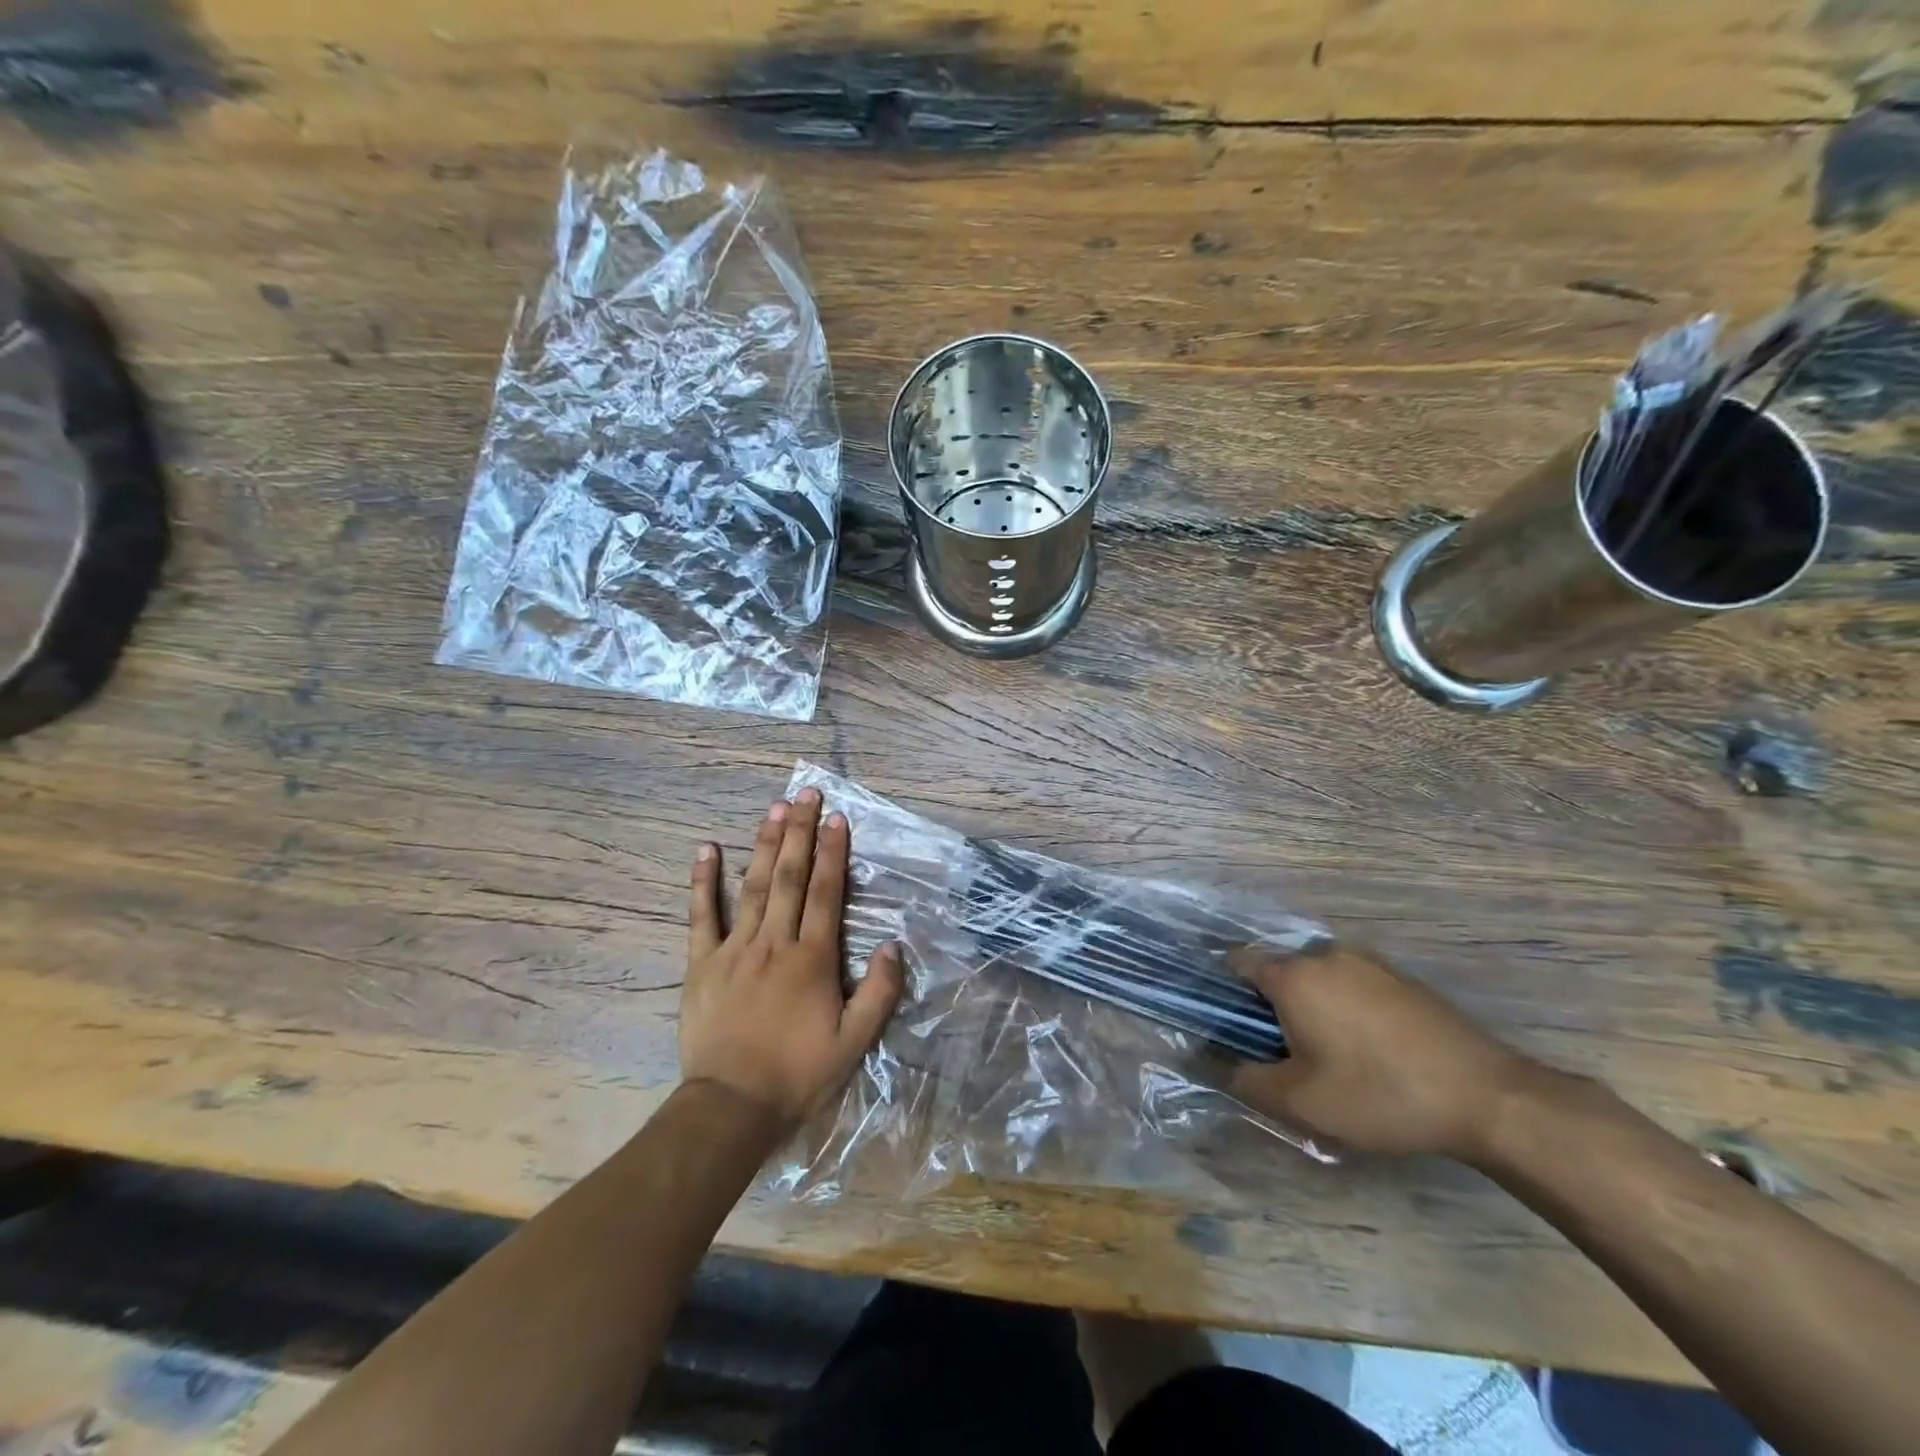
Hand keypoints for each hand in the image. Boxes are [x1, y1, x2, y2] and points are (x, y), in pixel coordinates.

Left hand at [679, 789, 904, 1130]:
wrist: (732, 1107)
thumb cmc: (798, 1074)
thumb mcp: (855, 1042)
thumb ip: (879, 992)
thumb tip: (894, 944)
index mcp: (812, 958)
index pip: (825, 893)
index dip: (832, 853)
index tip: (836, 818)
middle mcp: (775, 942)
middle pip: (789, 876)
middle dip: (799, 832)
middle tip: (804, 793)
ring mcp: (735, 949)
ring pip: (752, 886)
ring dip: (764, 844)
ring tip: (773, 808)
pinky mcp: (702, 964)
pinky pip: (701, 916)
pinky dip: (703, 882)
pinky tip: (707, 850)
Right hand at [1228, 942, 1532, 1160]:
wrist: (1487, 1097)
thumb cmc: (1379, 1094)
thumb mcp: (1301, 1102)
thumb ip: (1246, 1080)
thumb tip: (1219, 1063)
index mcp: (1294, 975)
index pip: (1238, 961)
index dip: (1224, 989)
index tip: (1229, 1024)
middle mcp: (1326, 954)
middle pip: (1279, 969)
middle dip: (1270, 1003)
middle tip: (1279, 1050)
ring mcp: (1369, 961)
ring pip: (1317, 976)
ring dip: (1309, 1004)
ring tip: (1325, 1052)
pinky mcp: (1402, 978)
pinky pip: (1352, 982)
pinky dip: (1344, 1005)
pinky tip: (1366, 1048)